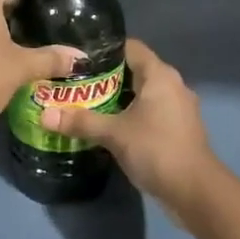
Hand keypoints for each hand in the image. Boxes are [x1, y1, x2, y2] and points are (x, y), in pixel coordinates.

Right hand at [40, 38, 218, 208]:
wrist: (195, 191)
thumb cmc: (156, 150)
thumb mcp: (114, 134)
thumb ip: (80, 122)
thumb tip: (44, 115)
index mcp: (160, 75)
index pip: (130, 47)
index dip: (104, 49)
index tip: (78, 58)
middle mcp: (172, 85)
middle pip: (135, 70)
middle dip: (105, 77)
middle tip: (75, 83)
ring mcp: (178, 108)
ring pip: (142, 93)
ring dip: (118, 98)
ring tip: (86, 104)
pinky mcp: (178, 129)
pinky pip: (150, 112)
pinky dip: (130, 115)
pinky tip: (109, 126)